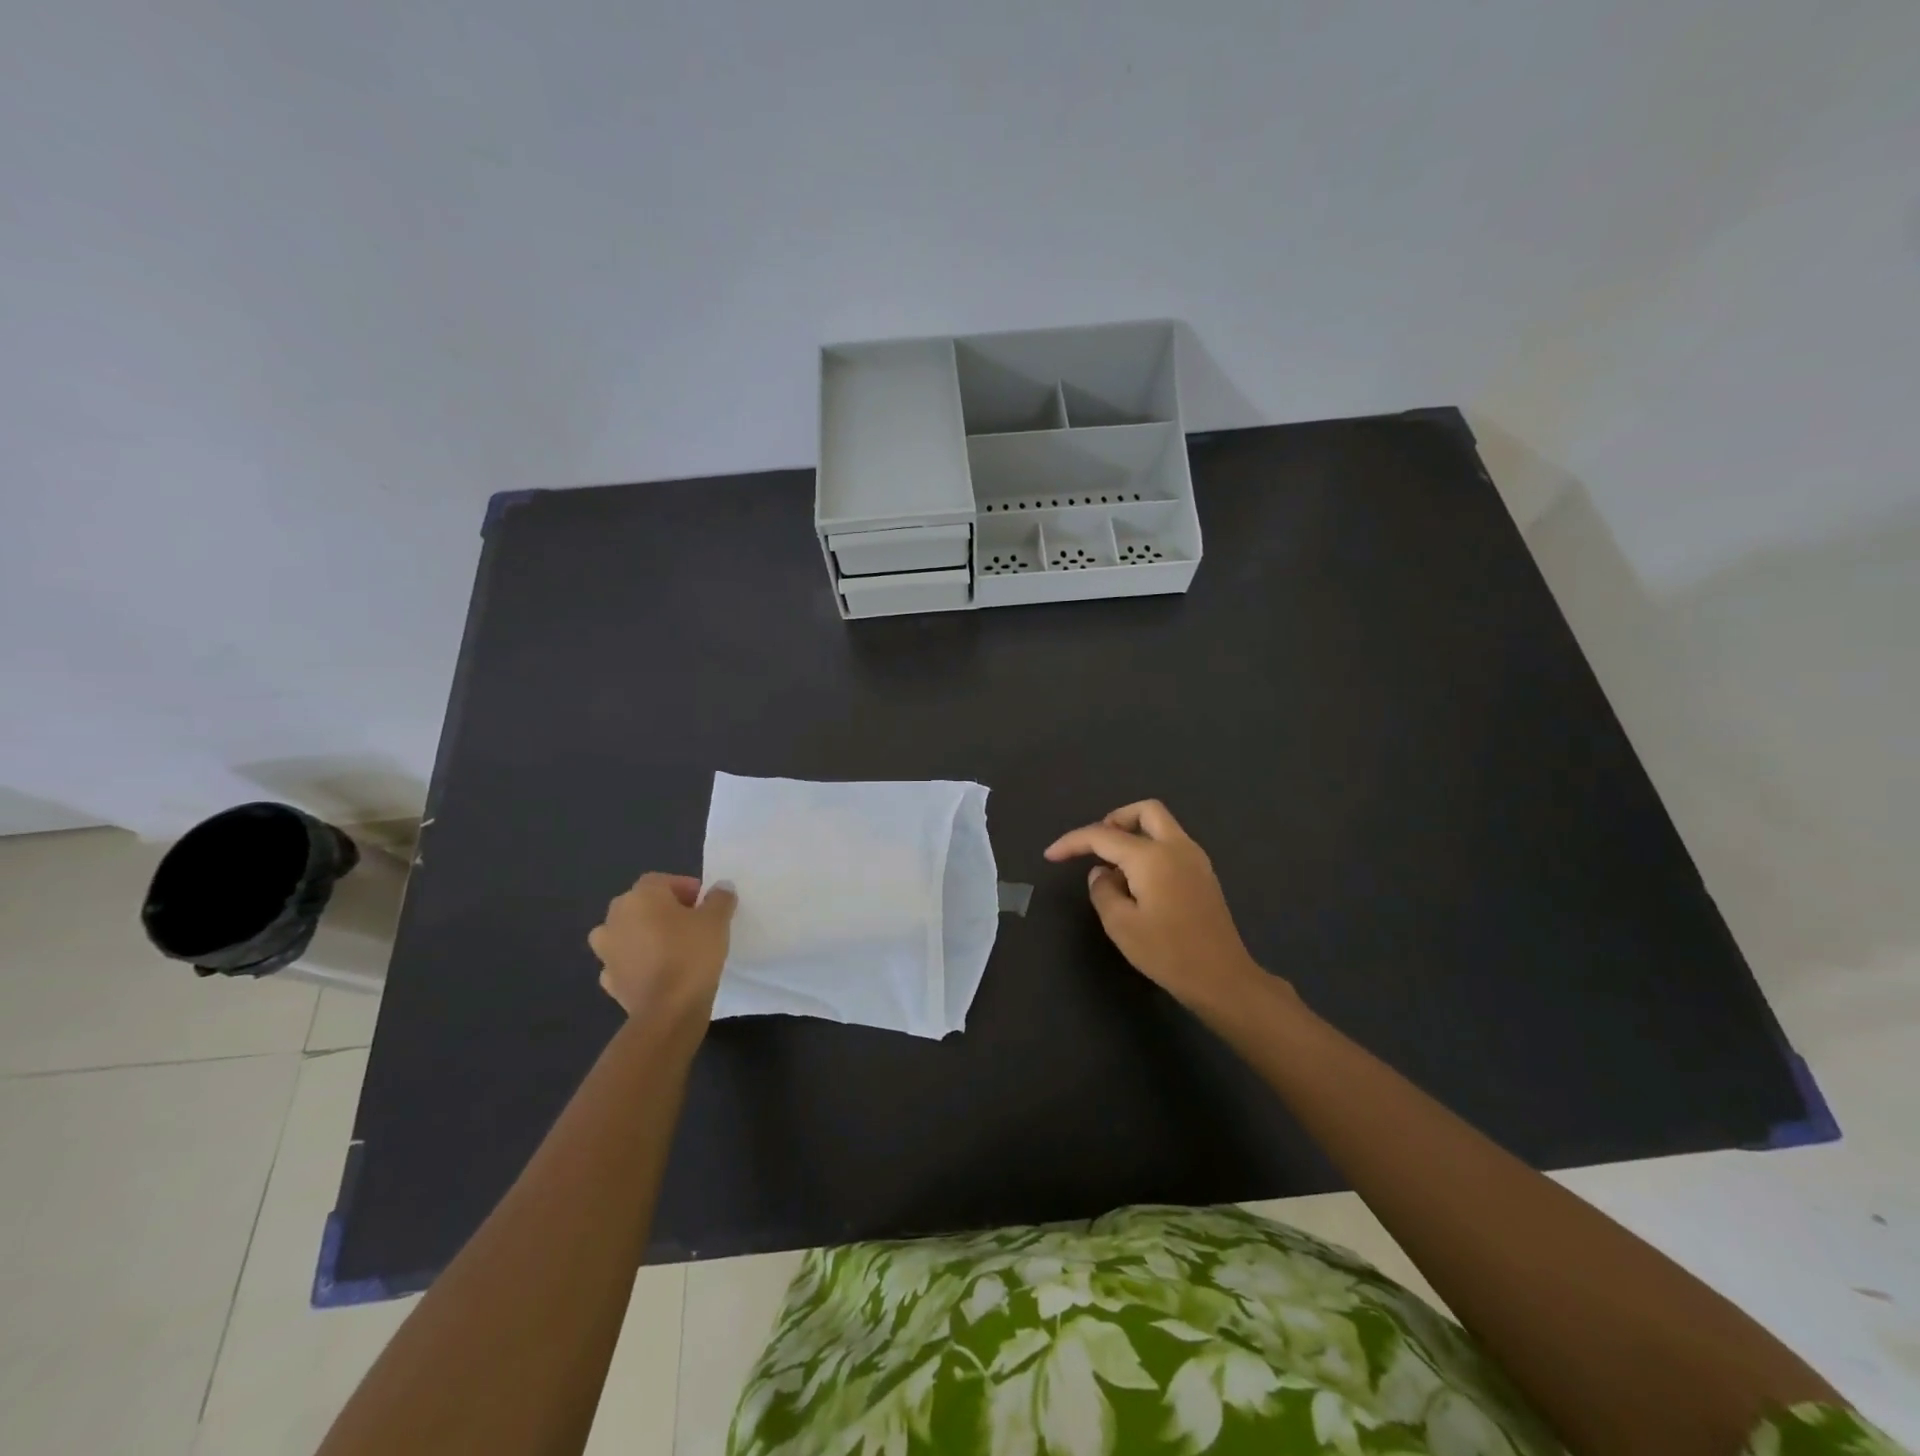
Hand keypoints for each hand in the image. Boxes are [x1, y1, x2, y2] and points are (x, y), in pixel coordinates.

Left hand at [588, 873, 736, 1020]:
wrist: (668, 1011)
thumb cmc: (692, 954)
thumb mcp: (717, 920)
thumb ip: (719, 899)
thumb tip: (721, 888)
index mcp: (640, 896)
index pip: (661, 881)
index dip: (685, 888)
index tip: (705, 904)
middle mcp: (615, 918)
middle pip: (641, 905)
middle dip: (664, 910)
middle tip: (692, 924)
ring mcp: (606, 951)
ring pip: (627, 933)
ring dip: (644, 935)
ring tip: (671, 948)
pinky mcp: (608, 980)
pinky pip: (624, 962)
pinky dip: (637, 963)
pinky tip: (657, 972)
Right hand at [1044, 800, 1272, 1011]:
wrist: (1222, 978)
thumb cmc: (1167, 952)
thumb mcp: (1120, 925)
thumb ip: (1103, 890)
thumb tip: (1101, 873)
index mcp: (1152, 856)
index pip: (1104, 836)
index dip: (1073, 842)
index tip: (1051, 855)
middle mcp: (1177, 847)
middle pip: (1144, 811)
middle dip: (1114, 819)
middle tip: (1095, 845)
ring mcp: (1195, 859)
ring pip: (1161, 826)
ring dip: (1134, 834)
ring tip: (1113, 868)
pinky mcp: (1204, 875)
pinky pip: (1171, 844)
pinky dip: (1149, 848)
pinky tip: (1137, 881)